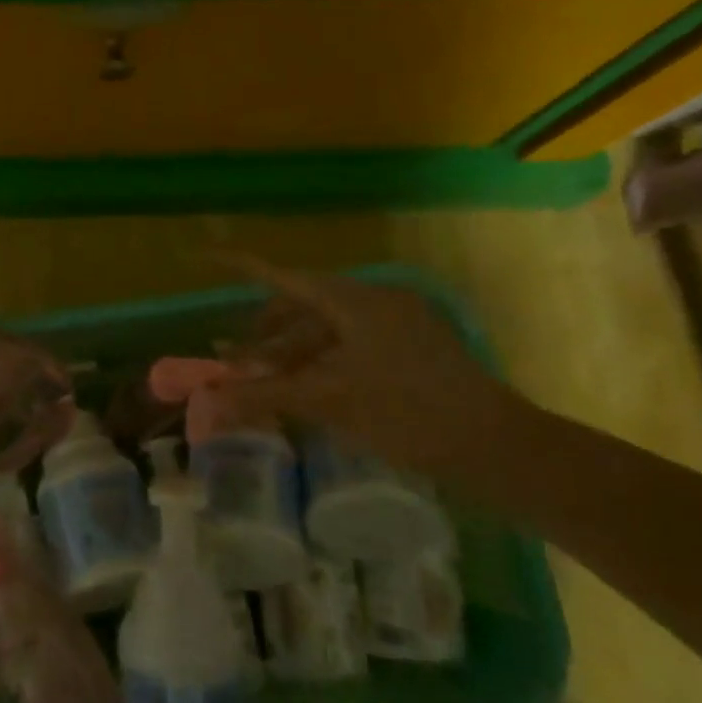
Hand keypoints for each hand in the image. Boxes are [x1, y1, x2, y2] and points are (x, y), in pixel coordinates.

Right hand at [220, 259, 522, 476]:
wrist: (493, 445)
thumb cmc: (405, 413)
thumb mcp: (328, 402)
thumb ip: (264, 396)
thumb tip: (208, 401)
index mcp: (356, 301)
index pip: (286, 278)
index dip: (245, 267)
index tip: (209, 256)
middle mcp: (376, 301)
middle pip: (305, 305)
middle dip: (267, 332)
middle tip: (238, 362)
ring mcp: (399, 323)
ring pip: (330, 328)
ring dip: (294, 352)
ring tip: (268, 384)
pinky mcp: (414, 347)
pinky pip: (353, 343)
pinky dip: (323, 360)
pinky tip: (310, 390)